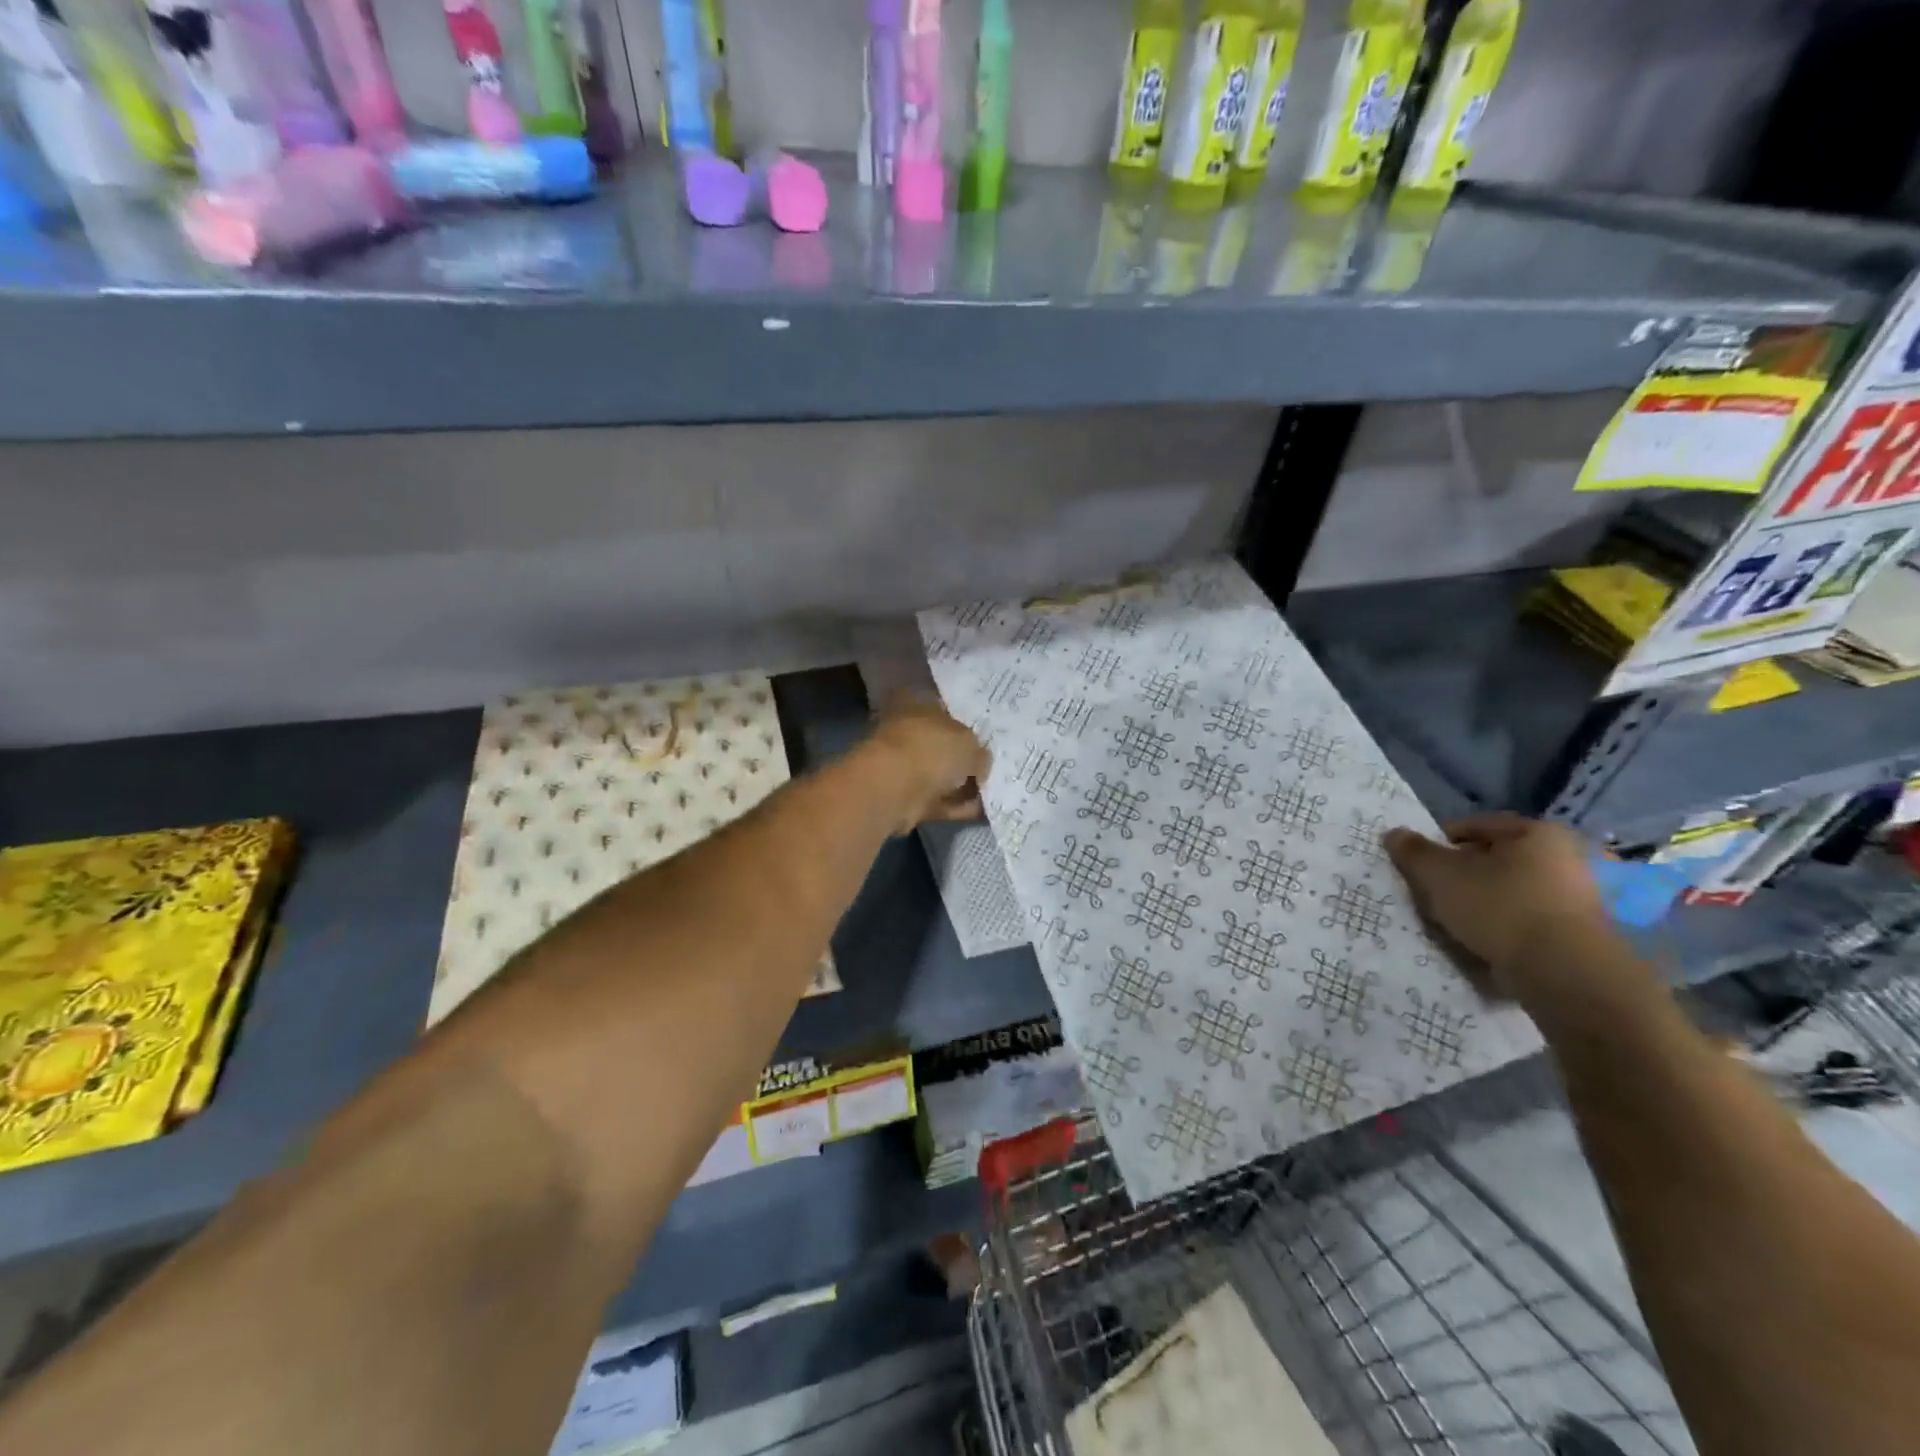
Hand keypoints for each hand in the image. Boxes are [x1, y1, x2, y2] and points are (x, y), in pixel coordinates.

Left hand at [868, 696, 990, 832]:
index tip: (985, 736)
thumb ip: (979, 752)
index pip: (943, 708)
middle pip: (942, 745)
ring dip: (963, 784)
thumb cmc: (931, 749)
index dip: (965, 721)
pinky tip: (982, 810)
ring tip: (992, 791)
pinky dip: (958, 806)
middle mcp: (908, 733)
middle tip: (992, 766)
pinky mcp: (906, 798)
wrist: (893, 790)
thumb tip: (979, 764)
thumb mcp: (970, 743)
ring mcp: (904, 768)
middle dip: (964, 757)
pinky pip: (940, 800)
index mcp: (917, 706)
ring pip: (940, 775)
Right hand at [1383, 814, 1613, 1008]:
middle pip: (1500, 860)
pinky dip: (1512, 928)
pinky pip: (1536, 921)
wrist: (1566, 975)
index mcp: (1539, 832)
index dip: (1440, 843)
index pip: (1475, 826)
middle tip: (1439, 894)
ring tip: (1461, 923)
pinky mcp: (1593, 935)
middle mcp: (1573, 857)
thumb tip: (1394, 833)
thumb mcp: (1440, 875)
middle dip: (1467, 875)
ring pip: (1517, 892)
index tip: (1420, 865)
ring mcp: (1588, 897)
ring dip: (1489, 903)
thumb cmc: (1500, 908)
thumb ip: (1413, 851)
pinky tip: (1490, 943)